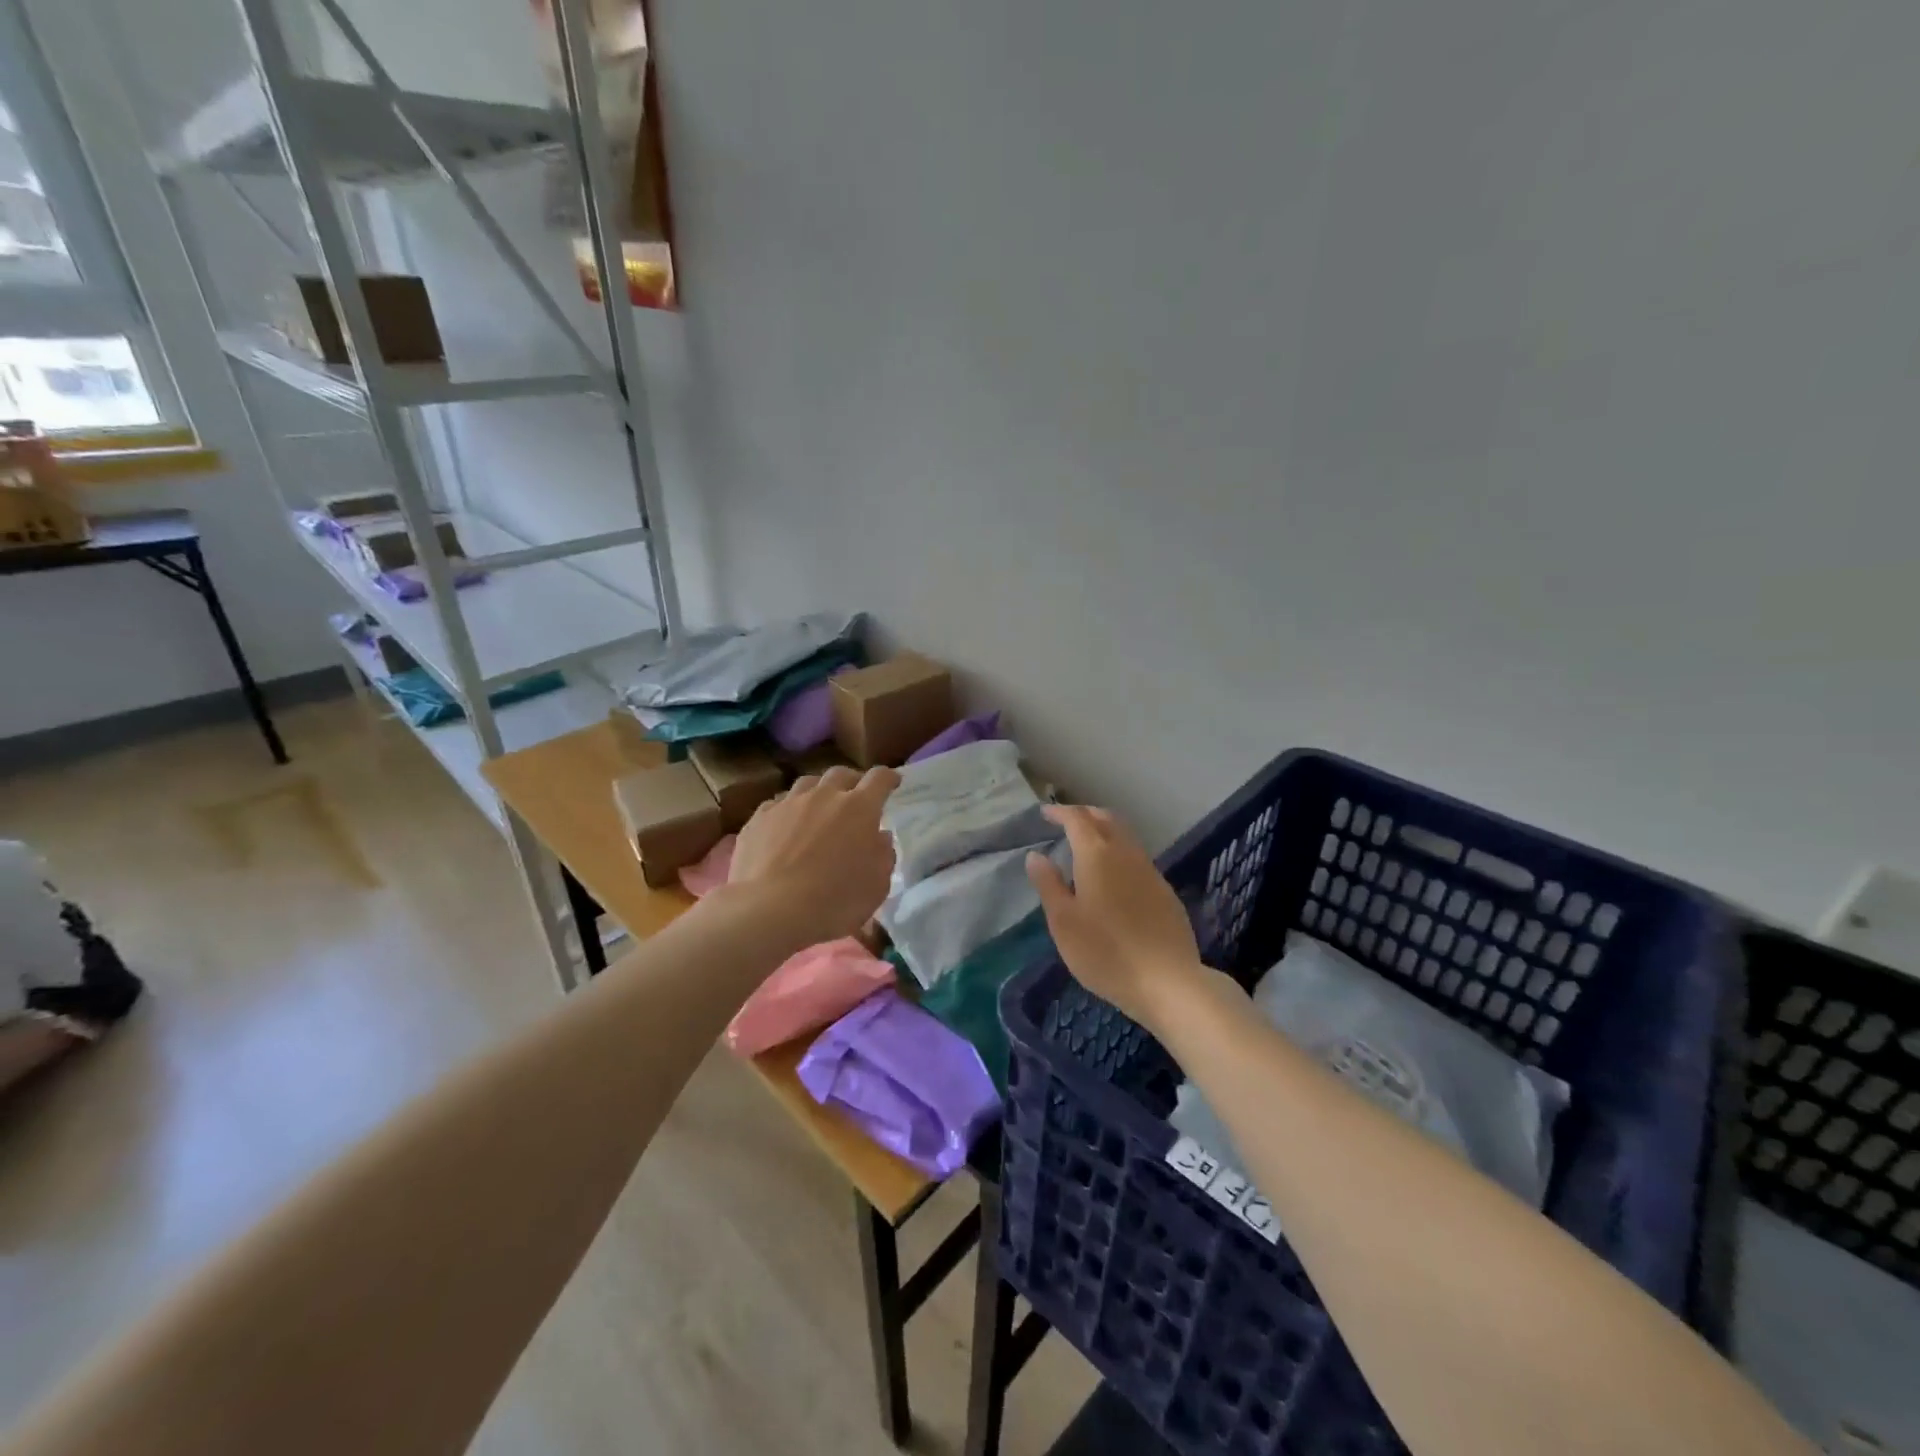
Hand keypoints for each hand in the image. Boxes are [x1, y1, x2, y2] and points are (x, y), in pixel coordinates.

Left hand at [727, 765, 899, 947]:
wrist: (769, 910)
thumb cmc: (834, 901)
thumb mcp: (876, 886)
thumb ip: (883, 856)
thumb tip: (880, 837)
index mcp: (859, 808)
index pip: (879, 779)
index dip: (889, 778)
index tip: (893, 782)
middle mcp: (824, 796)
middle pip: (841, 774)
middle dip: (852, 781)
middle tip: (855, 797)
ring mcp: (788, 804)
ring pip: (808, 784)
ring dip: (818, 792)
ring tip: (818, 809)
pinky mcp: (759, 818)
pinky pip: (778, 804)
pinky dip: (788, 810)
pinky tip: (785, 826)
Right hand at [1025, 805, 1208, 1030]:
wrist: (1167, 981)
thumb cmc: (1105, 952)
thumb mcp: (1064, 922)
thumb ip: (1048, 884)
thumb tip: (1036, 856)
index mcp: (1096, 854)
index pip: (1077, 819)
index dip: (1060, 812)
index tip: (1045, 813)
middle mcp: (1126, 853)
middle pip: (1106, 819)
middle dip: (1085, 814)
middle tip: (1066, 821)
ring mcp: (1150, 871)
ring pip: (1125, 837)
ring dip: (1104, 831)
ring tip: (1087, 845)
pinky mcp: (1165, 891)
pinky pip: (1138, 858)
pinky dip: (1120, 853)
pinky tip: (1114, 876)